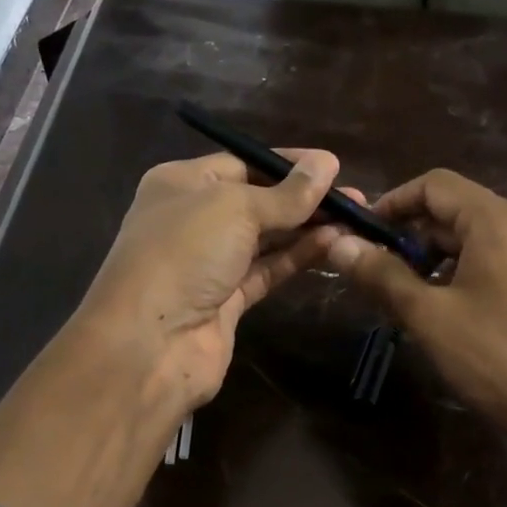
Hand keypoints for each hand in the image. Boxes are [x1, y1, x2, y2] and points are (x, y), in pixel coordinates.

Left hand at [0, 148, 340, 506]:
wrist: (150, 344)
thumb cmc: (183, 254)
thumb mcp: (235, 208)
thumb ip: (285, 193)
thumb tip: (327, 163)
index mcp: (181, 184)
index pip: (241, 164)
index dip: (287, 164)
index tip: (333, 167)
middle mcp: (193, 220)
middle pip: (257, 202)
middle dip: (304, 198)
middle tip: (357, 199)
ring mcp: (209, 264)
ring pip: (265, 238)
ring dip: (306, 228)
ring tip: (355, 219)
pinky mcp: (226, 301)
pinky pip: (267, 270)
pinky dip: (297, 257)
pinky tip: (332, 243)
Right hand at [325, 169, 506, 506]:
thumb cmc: (500, 361)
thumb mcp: (430, 318)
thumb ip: (383, 276)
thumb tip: (339, 245)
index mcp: (500, 222)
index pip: (436, 185)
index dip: (392, 202)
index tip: (362, 235)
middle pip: (459, 214)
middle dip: (413, 239)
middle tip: (380, 279)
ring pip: (481, 246)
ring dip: (439, 263)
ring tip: (414, 304)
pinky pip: (505, 270)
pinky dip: (470, 280)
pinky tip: (459, 322)